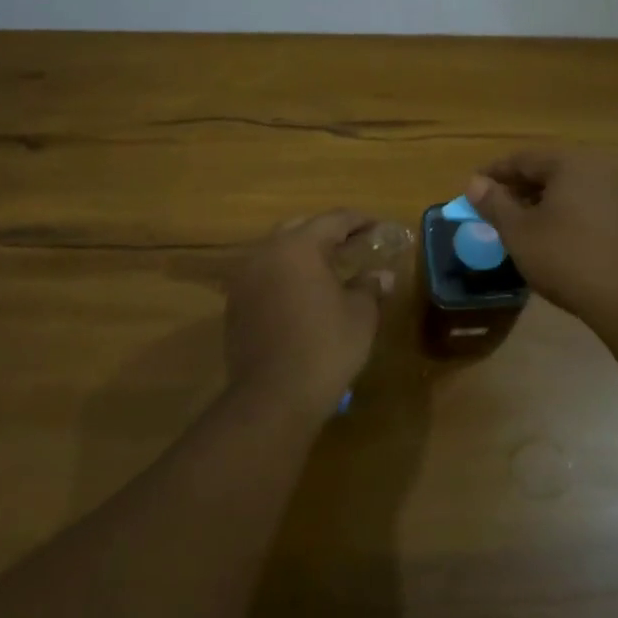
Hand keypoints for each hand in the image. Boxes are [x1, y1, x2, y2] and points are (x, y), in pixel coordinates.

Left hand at [224, 209, 392, 413]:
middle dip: (328, 232)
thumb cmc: (325, 348)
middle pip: (300, 229)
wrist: (273, 397)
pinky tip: (304, 294)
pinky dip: (286, 276)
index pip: (333, 220)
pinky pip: (265, 276)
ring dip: (304, 254)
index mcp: (298, 247)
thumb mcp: (360, 315)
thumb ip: (370, 286)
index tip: (378, 226)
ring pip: (278, 252)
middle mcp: (266, 253)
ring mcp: (245, 279)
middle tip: (354, 243)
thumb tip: (383, 275)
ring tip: (330, 268)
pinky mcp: (235, 305)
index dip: (359, 221)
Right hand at [467, 148, 617, 320]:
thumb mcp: (519, 232)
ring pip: (570, 187)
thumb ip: (494, 203)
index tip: (472, 189)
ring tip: (519, 223)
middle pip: (549, 170)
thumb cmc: (566, 258)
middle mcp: (600, 166)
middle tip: (493, 207)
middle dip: (518, 187)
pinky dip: (566, 211)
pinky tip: (553, 234)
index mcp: (571, 162)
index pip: (523, 159)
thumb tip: (475, 182)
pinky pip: (589, 202)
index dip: (494, 173)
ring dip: (542, 200)